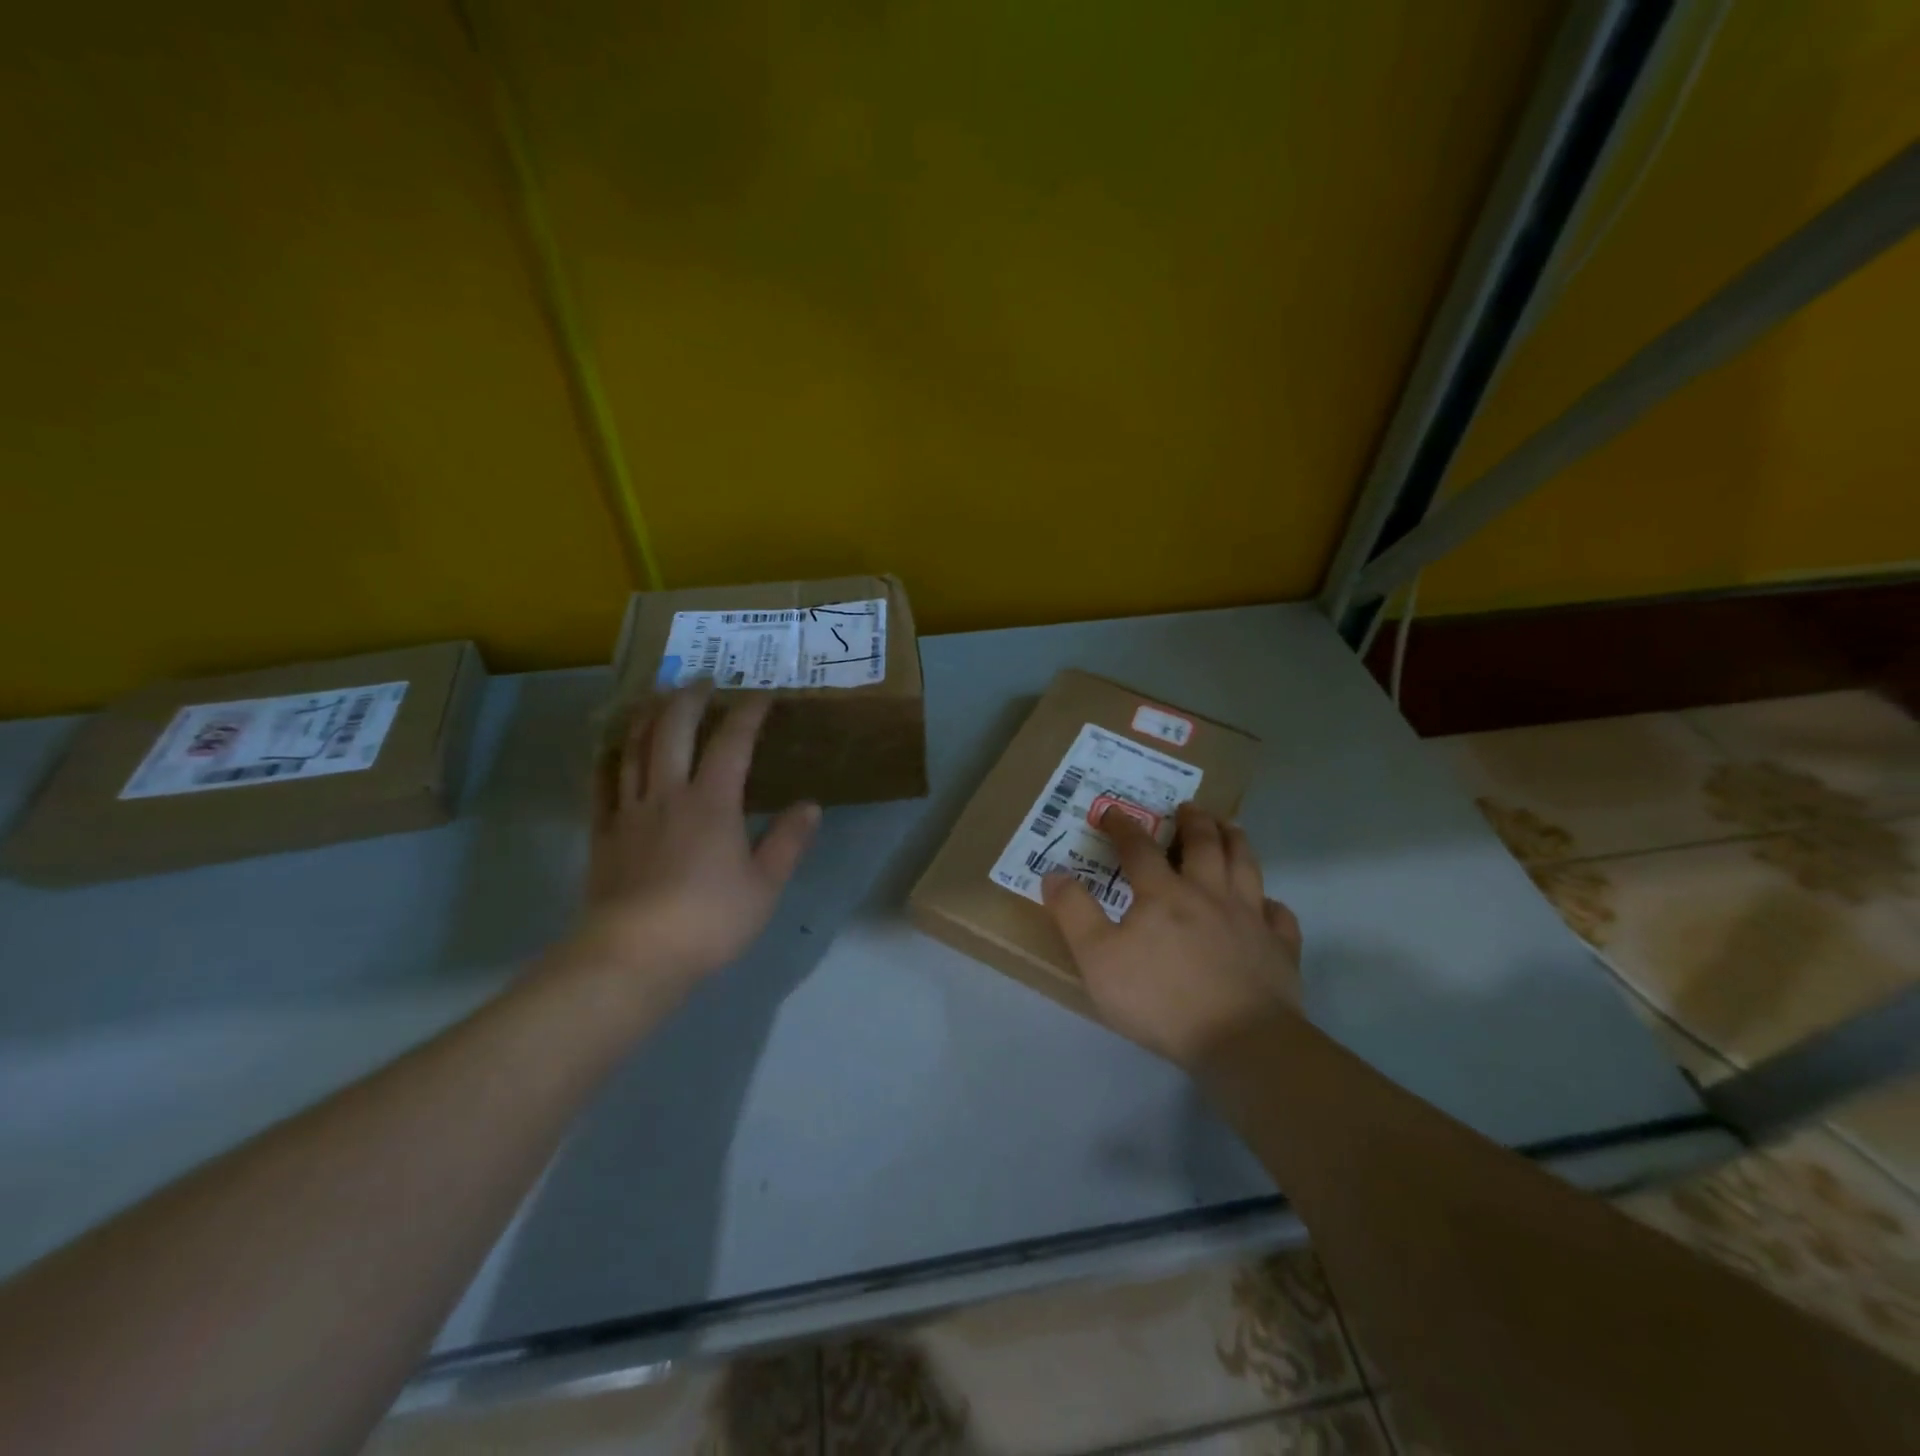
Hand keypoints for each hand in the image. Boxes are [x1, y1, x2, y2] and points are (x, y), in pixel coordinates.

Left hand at [562, 683, 819, 1002]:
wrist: (635, 954)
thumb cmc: (710, 920)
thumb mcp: (765, 885)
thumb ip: (788, 841)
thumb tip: (810, 805)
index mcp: (712, 802)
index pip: (732, 742)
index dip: (748, 713)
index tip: (762, 693)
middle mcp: (669, 793)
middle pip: (673, 730)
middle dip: (690, 698)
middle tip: (703, 678)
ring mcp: (630, 810)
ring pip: (634, 747)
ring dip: (648, 715)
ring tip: (658, 697)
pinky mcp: (604, 832)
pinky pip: (602, 783)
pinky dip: (609, 758)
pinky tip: (613, 749)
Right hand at [1042, 804, 1301, 1069]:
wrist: (1240, 1040)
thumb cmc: (1160, 999)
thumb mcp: (1097, 959)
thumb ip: (1074, 913)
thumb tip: (1053, 872)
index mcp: (1164, 894)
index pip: (1139, 848)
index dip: (1123, 826)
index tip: (1111, 811)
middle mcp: (1209, 894)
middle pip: (1204, 845)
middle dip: (1194, 821)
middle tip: (1189, 807)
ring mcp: (1250, 919)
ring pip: (1246, 866)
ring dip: (1236, 841)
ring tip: (1230, 827)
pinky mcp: (1280, 948)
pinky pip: (1279, 915)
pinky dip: (1272, 903)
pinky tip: (1267, 904)